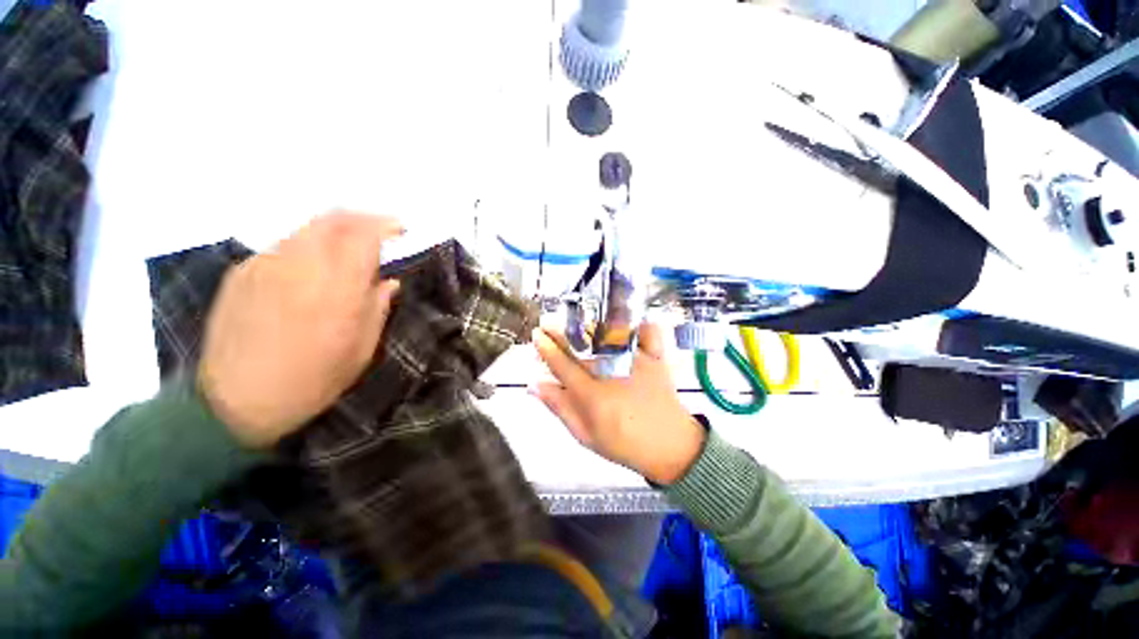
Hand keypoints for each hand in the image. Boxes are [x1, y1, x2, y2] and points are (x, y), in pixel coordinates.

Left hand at [198, 211, 403, 448]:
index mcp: (337, 289)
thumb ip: (378, 308)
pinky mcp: (242, 272)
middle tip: (378, 230)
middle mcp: (300, 266)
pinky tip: (310, 270)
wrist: (234, 402)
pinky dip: (307, 247)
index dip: (385, 225)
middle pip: (332, 219)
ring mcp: (265, 265)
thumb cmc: (312, 381)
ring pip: (306, 229)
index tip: (400, 229)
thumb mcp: (361, 350)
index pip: (363, 236)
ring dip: (334, 231)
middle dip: (361, 218)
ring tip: (347, 249)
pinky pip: (283, 246)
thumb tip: (389, 282)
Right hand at [532, 323, 705, 484]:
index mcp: (593, 395)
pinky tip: (625, 320)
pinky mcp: (656, 359)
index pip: (563, 365)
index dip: (546, 349)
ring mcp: (636, 362)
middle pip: (581, 346)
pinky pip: (648, 333)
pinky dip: (638, 324)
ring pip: (607, 335)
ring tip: (574, 324)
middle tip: (547, 324)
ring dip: (587, 327)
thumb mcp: (585, 434)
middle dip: (560, 333)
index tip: (536, 336)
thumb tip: (535, 385)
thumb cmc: (624, 444)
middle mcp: (613, 372)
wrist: (670, 447)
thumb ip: (560, 407)